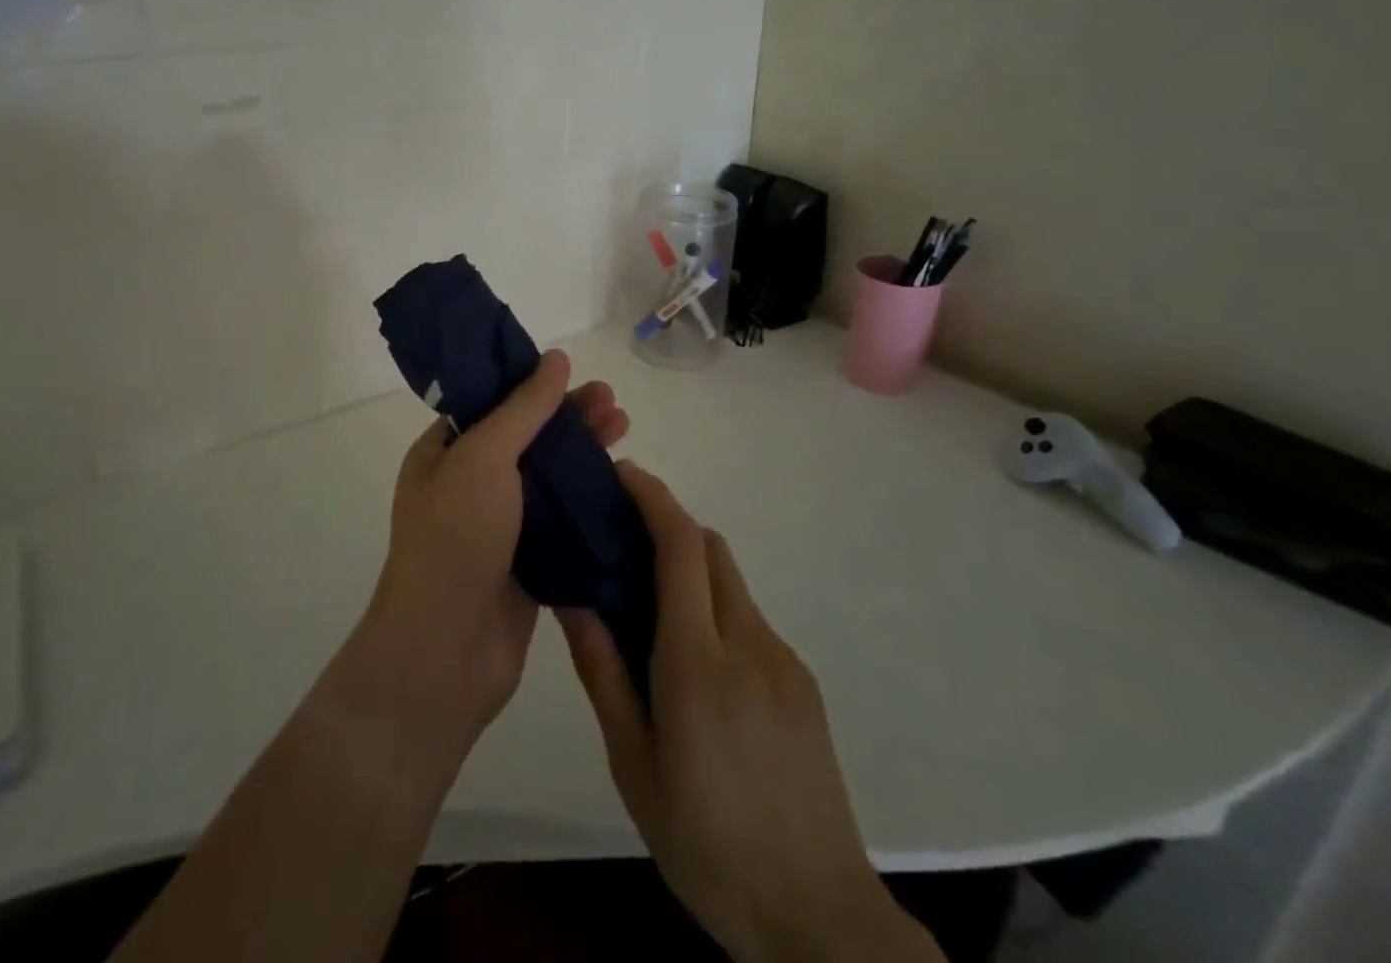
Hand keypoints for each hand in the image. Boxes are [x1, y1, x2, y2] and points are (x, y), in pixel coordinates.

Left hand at [352, 352, 629, 752]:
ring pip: (548, 479)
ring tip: (625, 431)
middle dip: (569, 418)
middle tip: (614, 403)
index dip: (531, 385)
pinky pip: (561, 522)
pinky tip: (622, 486)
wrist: (445, 651)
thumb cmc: (455, 538)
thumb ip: (522, 409)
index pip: (491, 404)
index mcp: (444, 453)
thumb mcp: (483, 458)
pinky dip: (588, 502)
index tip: (573, 372)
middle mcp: (468, 485)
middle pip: (526, 438)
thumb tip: (555, 357)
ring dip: (584, 455)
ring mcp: (498, 527)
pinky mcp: (527, 564)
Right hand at [559, 463, 940, 962]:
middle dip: (667, 523)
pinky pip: (748, 618)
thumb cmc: (707, 844)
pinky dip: (714, 608)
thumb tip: (573, 599)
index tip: (623, 473)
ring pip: (729, 581)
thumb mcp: (634, 766)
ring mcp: (783, 661)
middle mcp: (748, 644)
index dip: (653, 497)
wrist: (817, 917)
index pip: (680, 547)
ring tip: (648, 606)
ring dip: (689, 568)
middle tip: (621, 536)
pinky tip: (694, 661)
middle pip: (710, 548)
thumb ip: (603, 673)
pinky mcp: (802, 681)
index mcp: (698, 664)